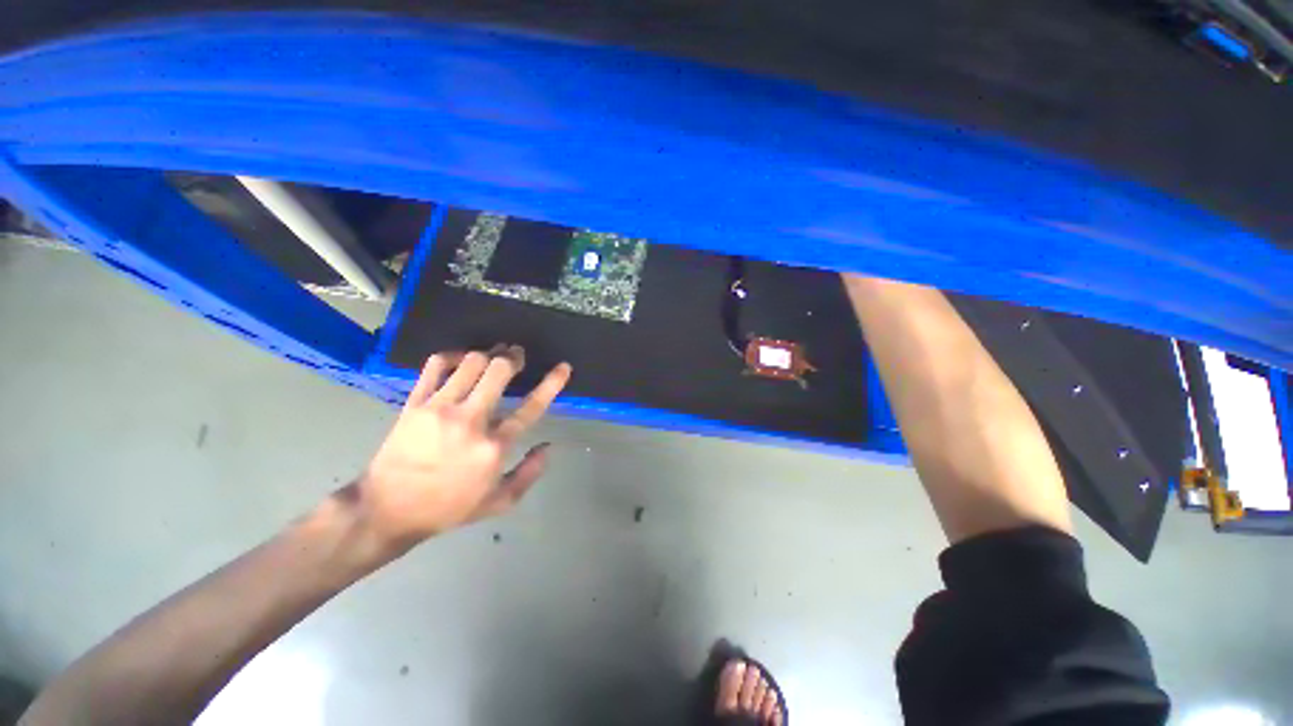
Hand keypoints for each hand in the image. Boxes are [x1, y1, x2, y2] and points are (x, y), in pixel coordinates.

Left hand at [354, 346, 571, 552]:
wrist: (386, 510)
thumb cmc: (448, 508)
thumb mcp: (498, 503)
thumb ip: (529, 474)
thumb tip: (549, 446)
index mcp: (493, 447)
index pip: (532, 407)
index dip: (552, 383)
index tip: (563, 367)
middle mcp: (470, 421)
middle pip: (498, 371)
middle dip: (513, 358)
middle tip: (517, 356)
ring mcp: (439, 409)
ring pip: (470, 363)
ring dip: (487, 355)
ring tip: (492, 355)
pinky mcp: (415, 403)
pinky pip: (435, 366)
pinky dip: (451, 356)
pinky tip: (460, 360)